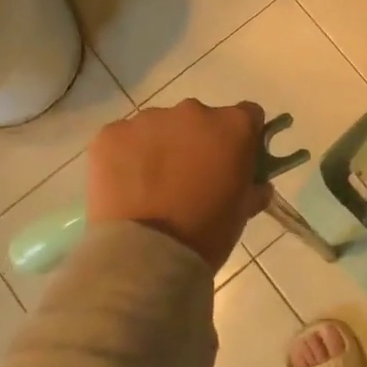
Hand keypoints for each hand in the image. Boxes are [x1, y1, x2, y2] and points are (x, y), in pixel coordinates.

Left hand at [86, 100, 270, 270]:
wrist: (147, 254)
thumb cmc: (207, 232)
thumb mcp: (244, 210)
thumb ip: (253, 186)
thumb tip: (255, 183)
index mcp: (232, 126)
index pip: (247, 115)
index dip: (243, 137)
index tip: (233, 159)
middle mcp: (193, 111)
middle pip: (200, 119)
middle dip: (197, 141)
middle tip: (189, 177)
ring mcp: (148, 119)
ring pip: (159, 127)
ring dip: (161, 147)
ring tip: (151, 186)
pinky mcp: (111, 134)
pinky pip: (124, 139)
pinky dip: (127, 156)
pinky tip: (126, 187)